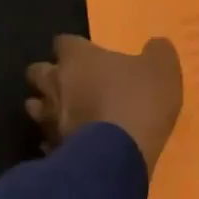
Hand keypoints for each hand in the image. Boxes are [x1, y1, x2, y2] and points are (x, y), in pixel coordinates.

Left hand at [26, 35, 182, 175]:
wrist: (119, 155)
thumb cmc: (139, 101)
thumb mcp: (163, 68)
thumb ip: (157, 51)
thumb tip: (154, 45)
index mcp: (78, 59)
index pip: (64, 42)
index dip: (75, 48)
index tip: (88, 54)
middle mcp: (55, 84)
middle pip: (37, 72)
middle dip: (50, 75)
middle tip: (72, 81)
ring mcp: (49, 119)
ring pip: (35, 106)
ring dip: (47, 107)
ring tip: (67, 113)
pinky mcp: (51, 149)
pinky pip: (46, 139)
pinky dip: (55, 139)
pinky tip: (72, 144)